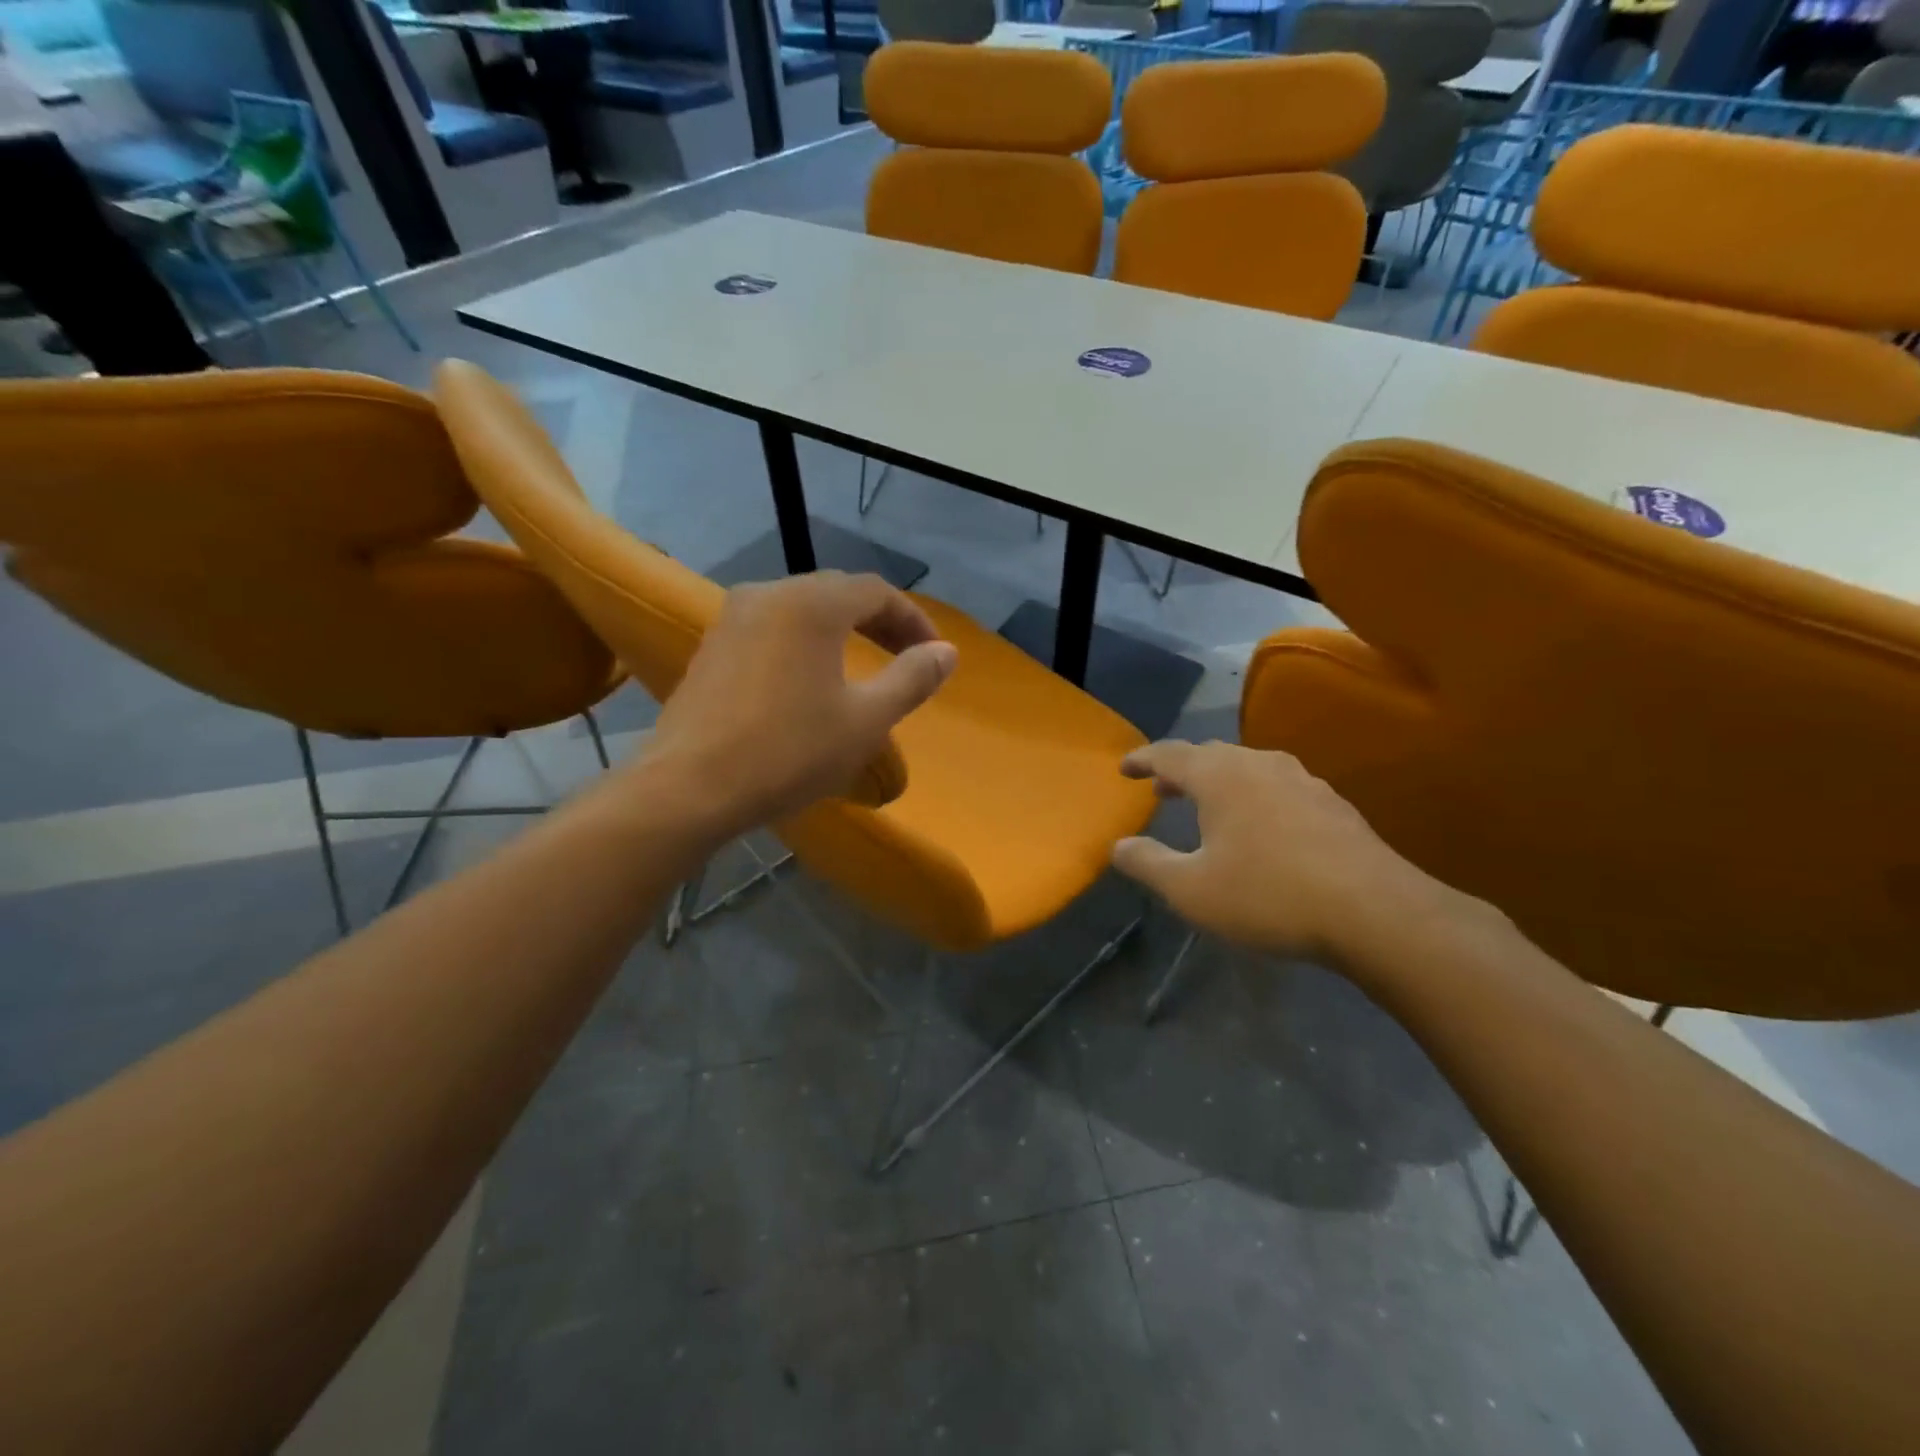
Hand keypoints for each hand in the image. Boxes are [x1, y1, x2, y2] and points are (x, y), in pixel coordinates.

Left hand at [640, 571, 957, 837]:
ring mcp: (732, 618)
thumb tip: (946, 652)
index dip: (912, 619)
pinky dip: (804, 643)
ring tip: (862, 666)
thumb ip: (912, 679)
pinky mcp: (712, 647)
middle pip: (837, 593)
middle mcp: (769, 594)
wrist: (689, 788)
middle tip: (905, 656)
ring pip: (801, 610)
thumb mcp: (867, 721)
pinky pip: (771, 629)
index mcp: (812, 604)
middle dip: (878, 621)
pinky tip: (809, 680)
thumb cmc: (789, 752)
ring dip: (840, 630)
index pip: (876, 591)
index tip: (933, 653)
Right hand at [1110, 741, 1472, 967]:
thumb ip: (1148, 864)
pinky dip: (1254, 797)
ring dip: (1220, 782)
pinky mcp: (1333, 804)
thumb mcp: (1191, 890)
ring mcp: (1302, 780)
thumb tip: (1118, 846)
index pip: (1169, 754)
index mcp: (1219, 776)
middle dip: (1181, 769)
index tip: (1124, 768)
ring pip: (1248, 768)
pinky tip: (1262, 828)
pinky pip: (1278, 787)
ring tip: (1209, 807)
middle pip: (1210, 755)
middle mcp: (1259, 764)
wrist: (1375, 912)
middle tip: (1162, 789)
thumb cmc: (1268, 895)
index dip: (1142, 759)